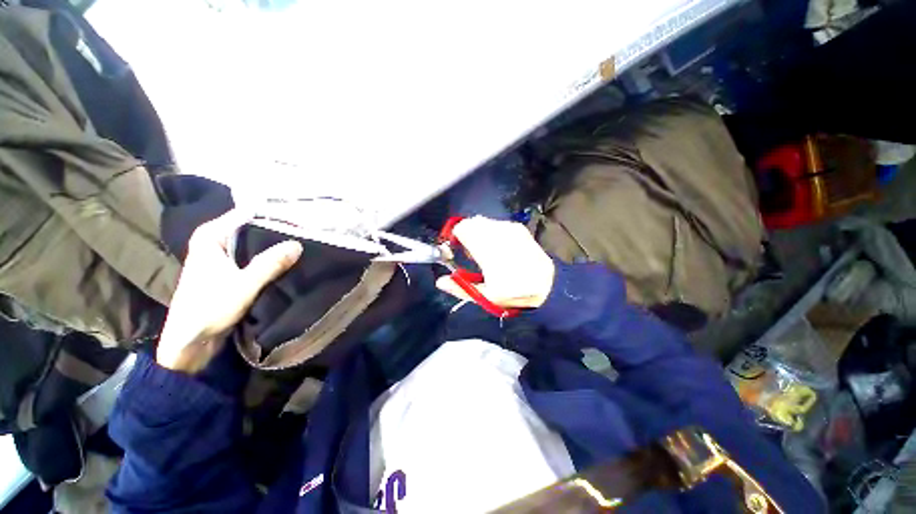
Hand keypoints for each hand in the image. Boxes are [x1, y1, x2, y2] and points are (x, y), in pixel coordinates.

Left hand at [157, 210, 302, 372]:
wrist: (189, 343)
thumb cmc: (209, 309)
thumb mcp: (244, 285)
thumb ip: (270, 264)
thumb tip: (298, 244)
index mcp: (211, 237)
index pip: (245, 214)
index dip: (272, 215)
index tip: (299, 218)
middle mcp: (215, 242)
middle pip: (251, 228)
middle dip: (277, 230)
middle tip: (306, 231)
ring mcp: (222, 258)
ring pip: (254, 244)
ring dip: (274, 246)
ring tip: (302, 243)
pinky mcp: (229, 272)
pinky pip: (253, 257)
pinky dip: (269, 258)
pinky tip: (287, 260)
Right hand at [435, 216, 554, 308]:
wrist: (547, 284)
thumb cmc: (515, 293)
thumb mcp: (486, 296)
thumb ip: (460, 288)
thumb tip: (439, 281)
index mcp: (488, 251)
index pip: (463, 229)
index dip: (455, 238)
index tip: (456, 249)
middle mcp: (498, 234)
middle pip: (471, 223)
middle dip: (467, 235)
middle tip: (472, 253)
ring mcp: (510, 228)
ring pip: (483, 222)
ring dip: (478, 233)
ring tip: (486, 251)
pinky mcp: (518, 227)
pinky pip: (495, 223)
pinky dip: (491, 232)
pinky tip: (498, 246)